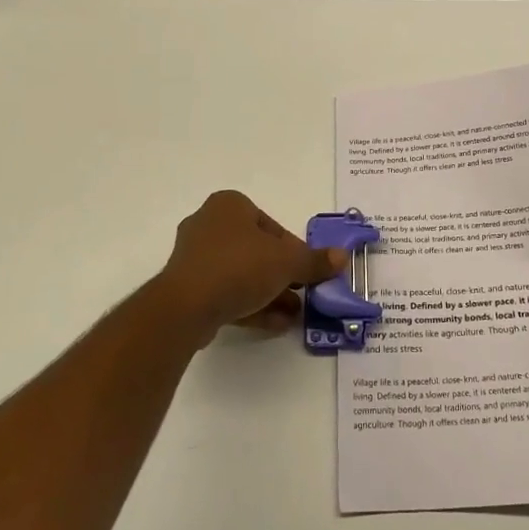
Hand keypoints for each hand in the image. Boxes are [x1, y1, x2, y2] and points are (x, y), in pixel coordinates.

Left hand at [146, 190, 346, 343]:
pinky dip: (250, 304)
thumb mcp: (286, 262)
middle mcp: (209, 224)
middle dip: (283, 275)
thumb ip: (314, 261)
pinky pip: (226, 292)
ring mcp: (195, 258)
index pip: (273, 227)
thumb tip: (342, 257)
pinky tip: (275, 324)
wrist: (186, 307)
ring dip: (270, 293)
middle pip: (258, 251)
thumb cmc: (239, 267)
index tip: (309, 273)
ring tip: (295, 314)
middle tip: (303, 293)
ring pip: (242, 274)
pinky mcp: (187, 288)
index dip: (295, 252)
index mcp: (230, 205)